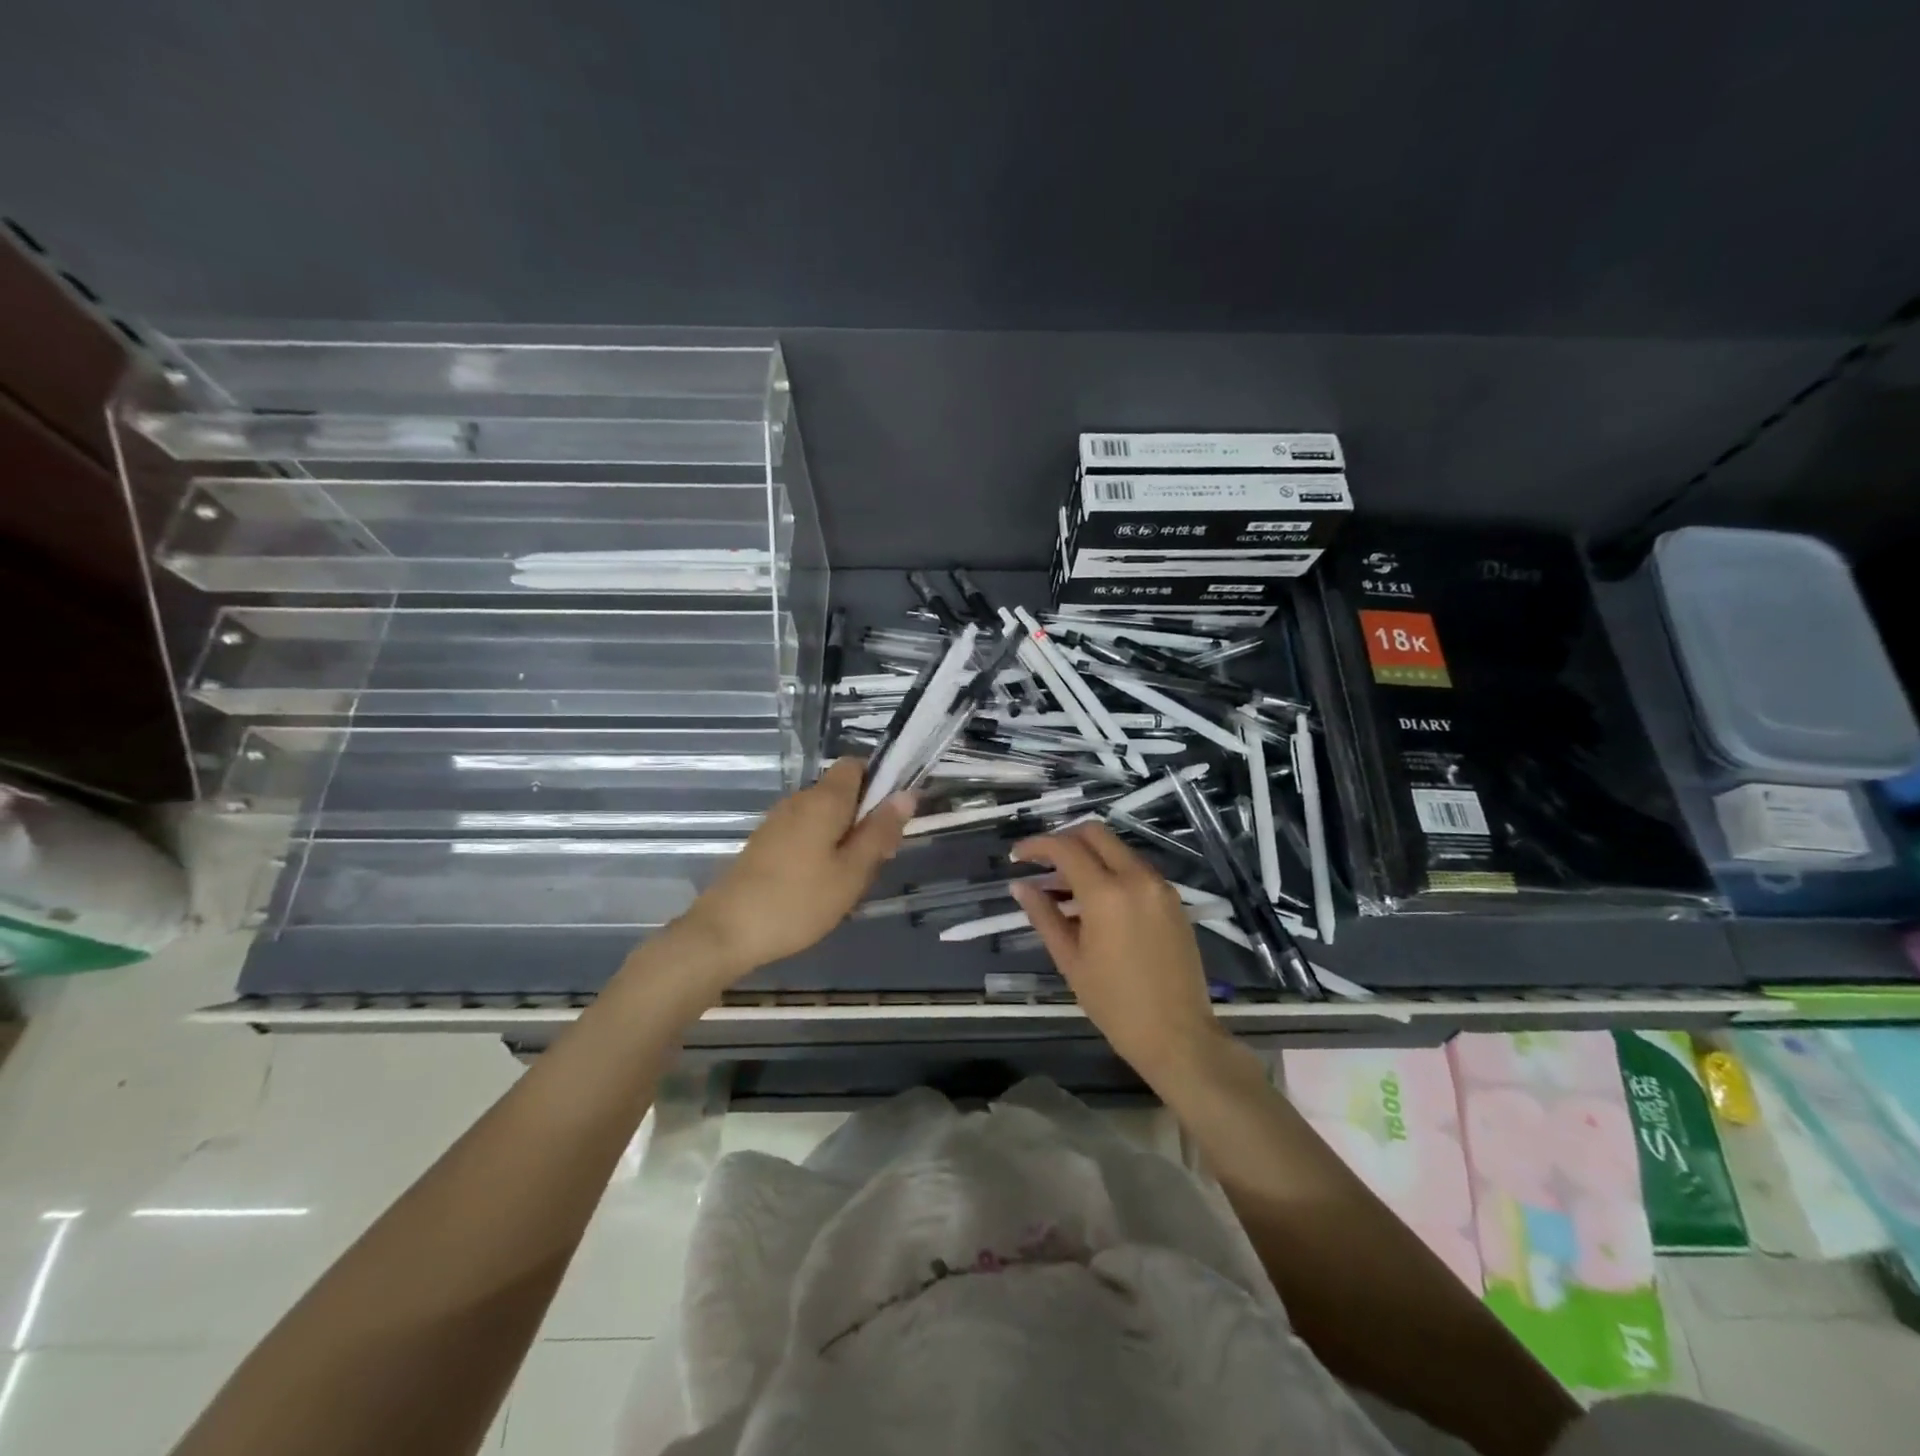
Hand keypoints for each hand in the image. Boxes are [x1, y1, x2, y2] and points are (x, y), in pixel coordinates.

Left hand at [670, 758, 914, 982]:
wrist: (726, 931)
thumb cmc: (798, 901)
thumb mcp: (852, 872)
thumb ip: (880, 831)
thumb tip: (906, 794)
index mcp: (824, 799)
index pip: (855, 765)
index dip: (879, 783)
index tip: (891, 819)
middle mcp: (799, 800)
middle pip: (841, 792)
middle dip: (864, 818)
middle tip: (877, 861)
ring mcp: (777, 821)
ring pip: (823, 816)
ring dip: (843, 837)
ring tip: (849, 880)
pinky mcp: (764, 844)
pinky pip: (804, 833)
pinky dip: (820, 849)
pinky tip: (821, 885)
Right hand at [1010, 823, 1223, 1080]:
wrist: (1178, 1035)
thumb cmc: (1115, 1004)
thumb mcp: (1070, 960)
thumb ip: (1043, 915)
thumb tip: (1020, 886)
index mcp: (1106, 894)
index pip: (1065, 848)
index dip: (1036, 846)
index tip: (1016, 856)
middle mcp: (1136, 878)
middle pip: (1095, 833)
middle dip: (1064, 839)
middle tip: (1042, 863)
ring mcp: (1160, 886)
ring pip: (1118, 849)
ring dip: (1089, 855)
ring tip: (1063, 886)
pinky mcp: (1174, 899)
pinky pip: (1136, 869)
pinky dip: (1111, 871)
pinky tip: (1095, 901)